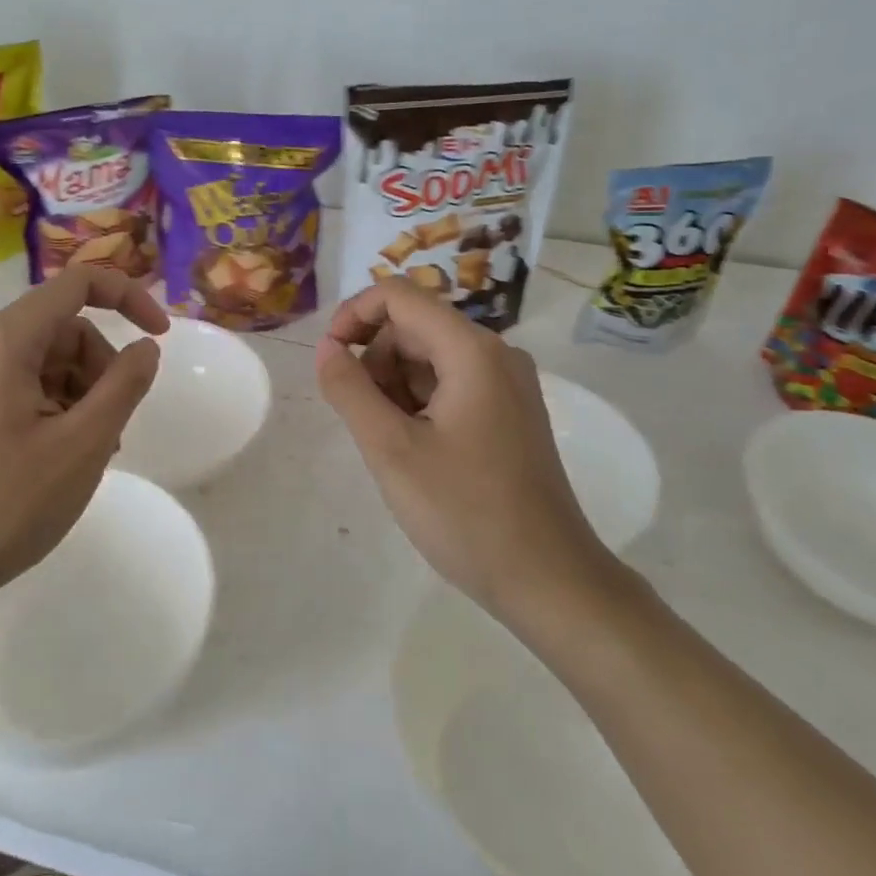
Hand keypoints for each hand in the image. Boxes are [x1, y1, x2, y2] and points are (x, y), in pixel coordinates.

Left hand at [0, 266, 168, 612]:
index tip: (160, 337)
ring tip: (93, 452)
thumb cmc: (7, 503)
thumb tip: (146, 346)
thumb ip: (124, 385)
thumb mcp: (83, 443)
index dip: (128, 297)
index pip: (78, 284)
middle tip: (116, 425)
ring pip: (49, 365)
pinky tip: (65, 460)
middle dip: (102, 366)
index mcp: (7, 340)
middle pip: (65, 330)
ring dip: (84, 395)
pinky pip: (26, 392)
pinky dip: (59, 412)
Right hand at [315, 281, 618, 622]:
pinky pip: (451, 384)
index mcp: (472, 351)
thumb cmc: (465, 513)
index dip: (354, 315)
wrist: (548, 580)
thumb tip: (327, 349)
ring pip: (429, 357)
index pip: (399, 296)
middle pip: (414, 327)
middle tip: (364, 420)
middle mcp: (495, 354)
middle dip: (375, 360)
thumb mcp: (391, 450)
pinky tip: (415, 450)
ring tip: (391, 443)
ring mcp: (507, 384)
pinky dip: (420, 403)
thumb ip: (349, 390)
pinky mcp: (509, 412)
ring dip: (395, 386)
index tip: (329, 359)